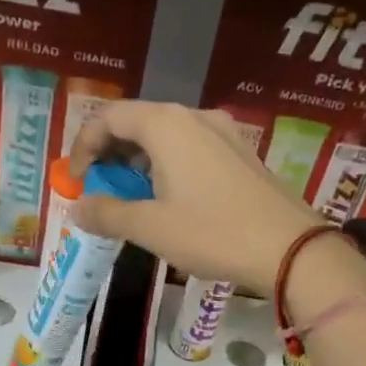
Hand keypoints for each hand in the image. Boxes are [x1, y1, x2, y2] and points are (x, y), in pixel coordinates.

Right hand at [68, 101, 323, 296]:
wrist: (290, 248)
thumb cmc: (213, 233)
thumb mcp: (151, 228)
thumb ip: (108, 213)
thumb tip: (77, 208)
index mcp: (167, 124)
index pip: (109, 117)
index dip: (83, 146)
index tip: (74, 181)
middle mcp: (195, 117)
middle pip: (138, 122)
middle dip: (111, 154)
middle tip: (100, 190)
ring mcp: (223, 132)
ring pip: (166, 136)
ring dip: (139, 162)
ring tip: (131, 199)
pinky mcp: (241, 153)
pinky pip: (191, 149)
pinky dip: (167, 167)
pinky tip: (169, 200)